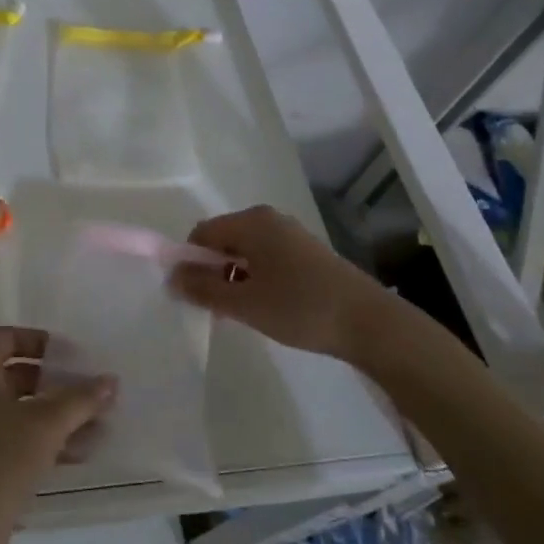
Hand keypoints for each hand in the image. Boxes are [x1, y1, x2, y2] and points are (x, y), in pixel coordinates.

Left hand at [0, 327, 114, 543]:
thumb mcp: (46, 424)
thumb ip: (80, 399)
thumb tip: (111, 380)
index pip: (8, 337)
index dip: (42, 342)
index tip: (74, 355)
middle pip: (17, 373)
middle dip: (57, 382)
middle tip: (92, 389)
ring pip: (20, 409)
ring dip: (58, 415)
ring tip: (99, 423)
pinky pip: (17, 437)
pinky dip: (46, 439)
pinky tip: (83, 452)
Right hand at [169, 205, 389, 360]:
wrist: (371, 324)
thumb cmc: (300, 308)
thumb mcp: (244, 304)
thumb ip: (203, 289)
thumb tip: (171, 277)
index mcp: (251, 222)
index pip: (201, 233)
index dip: (190, 262)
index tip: (193, 295)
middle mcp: (269, 219)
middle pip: (223, 240)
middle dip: (212, 272)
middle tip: (218, 308)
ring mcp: (291, 235)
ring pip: (245, 252)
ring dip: (234, 278)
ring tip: (243, 312)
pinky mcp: (307, 253)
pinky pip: (266, 259)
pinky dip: (256, 279)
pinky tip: (267, 307)